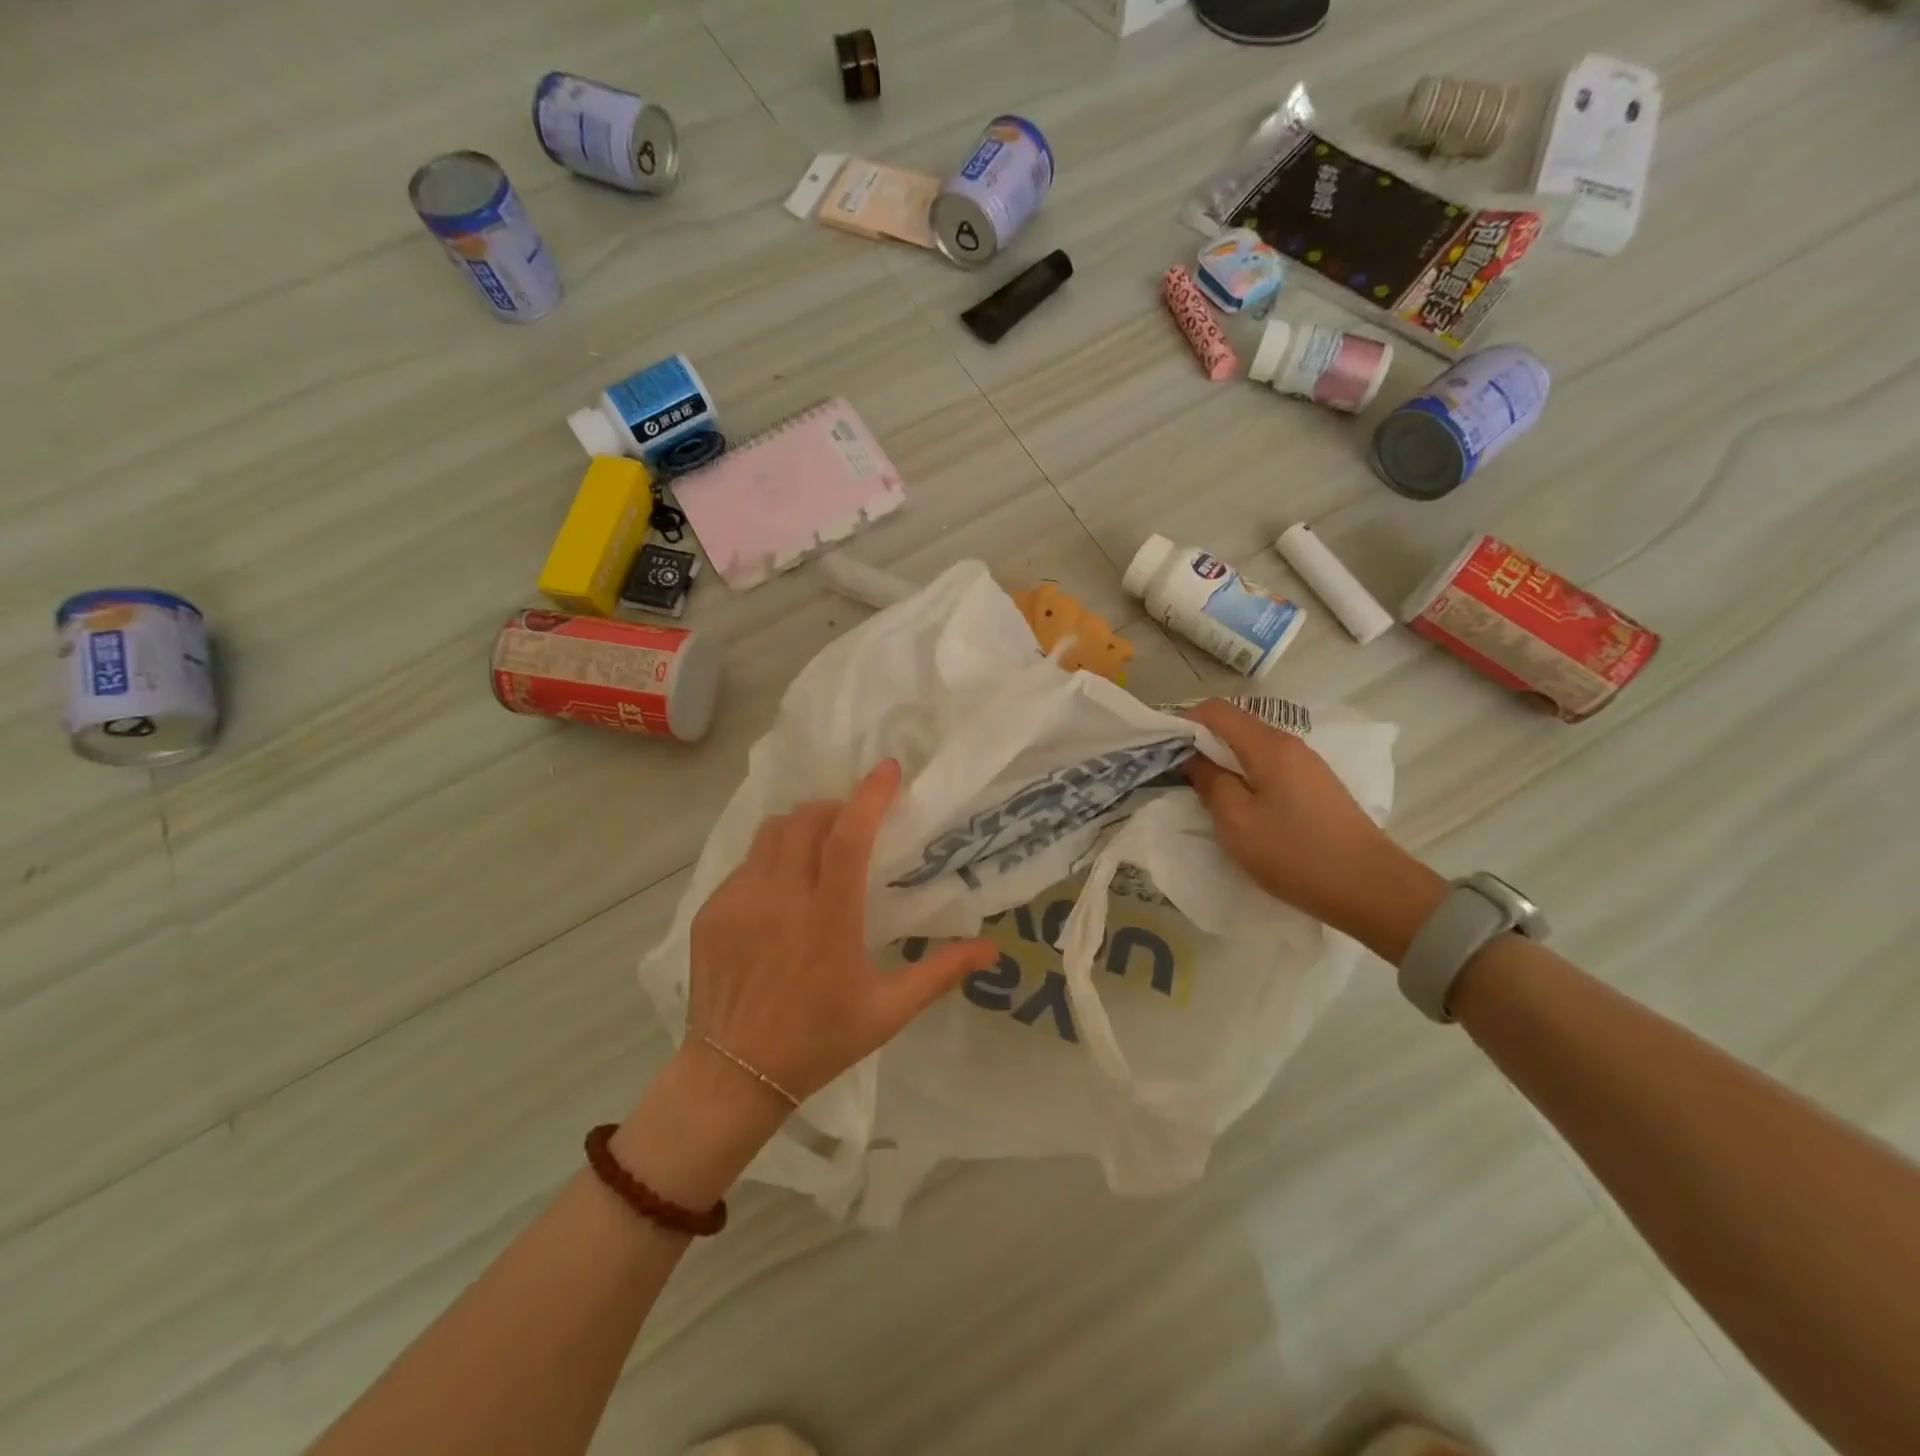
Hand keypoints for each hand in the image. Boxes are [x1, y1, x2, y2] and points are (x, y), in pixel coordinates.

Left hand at [684, 759, 997, 1108]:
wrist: (733, 1076)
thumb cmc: (819, 1040)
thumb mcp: (888, 1011)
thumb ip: (940, 973)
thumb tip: (993, 950)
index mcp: (828, 919)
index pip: (848, 837)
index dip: (870, 796)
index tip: (888, 770)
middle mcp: (780, 899)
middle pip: (806, 820)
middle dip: (835, 809)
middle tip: (855, 825)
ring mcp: (738, 901)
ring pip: (771, 833)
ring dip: (801, 828)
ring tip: (818, 851)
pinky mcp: (712, 911)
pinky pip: (745, 864)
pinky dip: (771, 860)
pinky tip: (781, 895)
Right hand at [1182, 699, 1444, 958]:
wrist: (1371, 889)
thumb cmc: (1295, 853)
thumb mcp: (1237, 822)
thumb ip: (1210, 783)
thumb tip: (1195, 759)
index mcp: (1268, 745)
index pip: (1216, 710)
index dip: (1183, 721)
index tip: (1162, 749)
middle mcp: (1290, 745)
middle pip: (1235, 726)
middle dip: (1201, 744)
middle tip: (1176, 774)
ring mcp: (1307, 765)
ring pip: (1252, 749)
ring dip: (1224, 763)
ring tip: (1203, 793)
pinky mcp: (1316, 787)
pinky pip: (1269, 768)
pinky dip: (1246, 777)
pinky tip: (1239, 806)